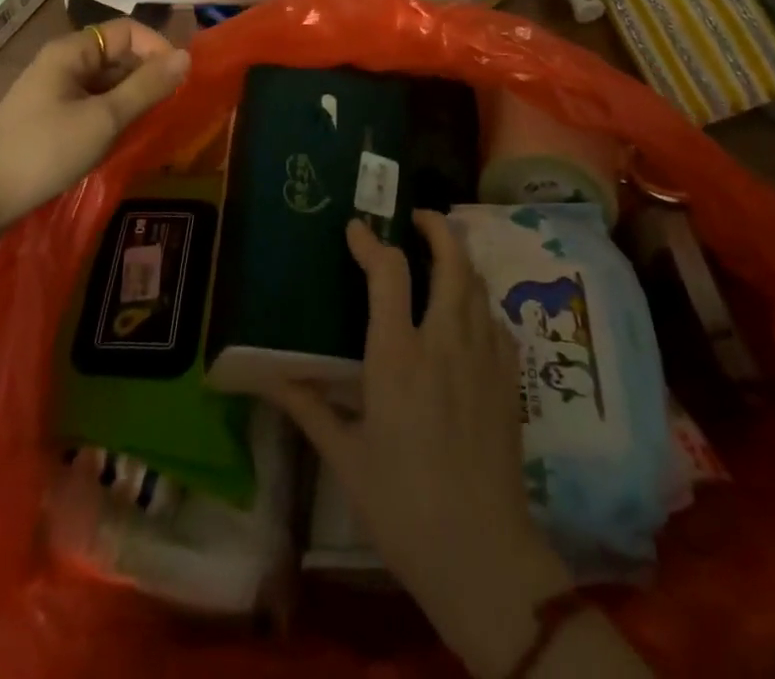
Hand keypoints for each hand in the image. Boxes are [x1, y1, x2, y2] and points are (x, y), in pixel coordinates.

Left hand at [0, 20, 189, 254]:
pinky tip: (126, 136)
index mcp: (72, 51)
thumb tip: (187, 57)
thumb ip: (146, 87)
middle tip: (172, 105)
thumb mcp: (103, 120)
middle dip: (148, 74)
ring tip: (154, 122)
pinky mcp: (53, 116)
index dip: (158, 47)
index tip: (180, 79)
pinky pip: (94, 102)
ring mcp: (56, 90)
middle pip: (118, 53)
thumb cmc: (44, 152)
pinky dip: (115, 113)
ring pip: (108, 81)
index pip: (128, 31)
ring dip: (133, 96)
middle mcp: (64, 62)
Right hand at [273, 213, 572, 678]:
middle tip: (416, 218)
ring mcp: (484, 359)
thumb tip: (267, 375)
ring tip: (440, 254)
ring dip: (459, 258)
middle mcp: (445, 343)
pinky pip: (495, 320)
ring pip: (478, 285)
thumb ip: (308, 406)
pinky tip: (468, 313)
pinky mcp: (508, 381)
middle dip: (436, 228)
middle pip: (451, 261)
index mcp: (398, 356)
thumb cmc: (402, 505)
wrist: (483, 556)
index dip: (370, 242)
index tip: (356, 228)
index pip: (388, 273)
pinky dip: (479, 300)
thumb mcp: (345, 457)